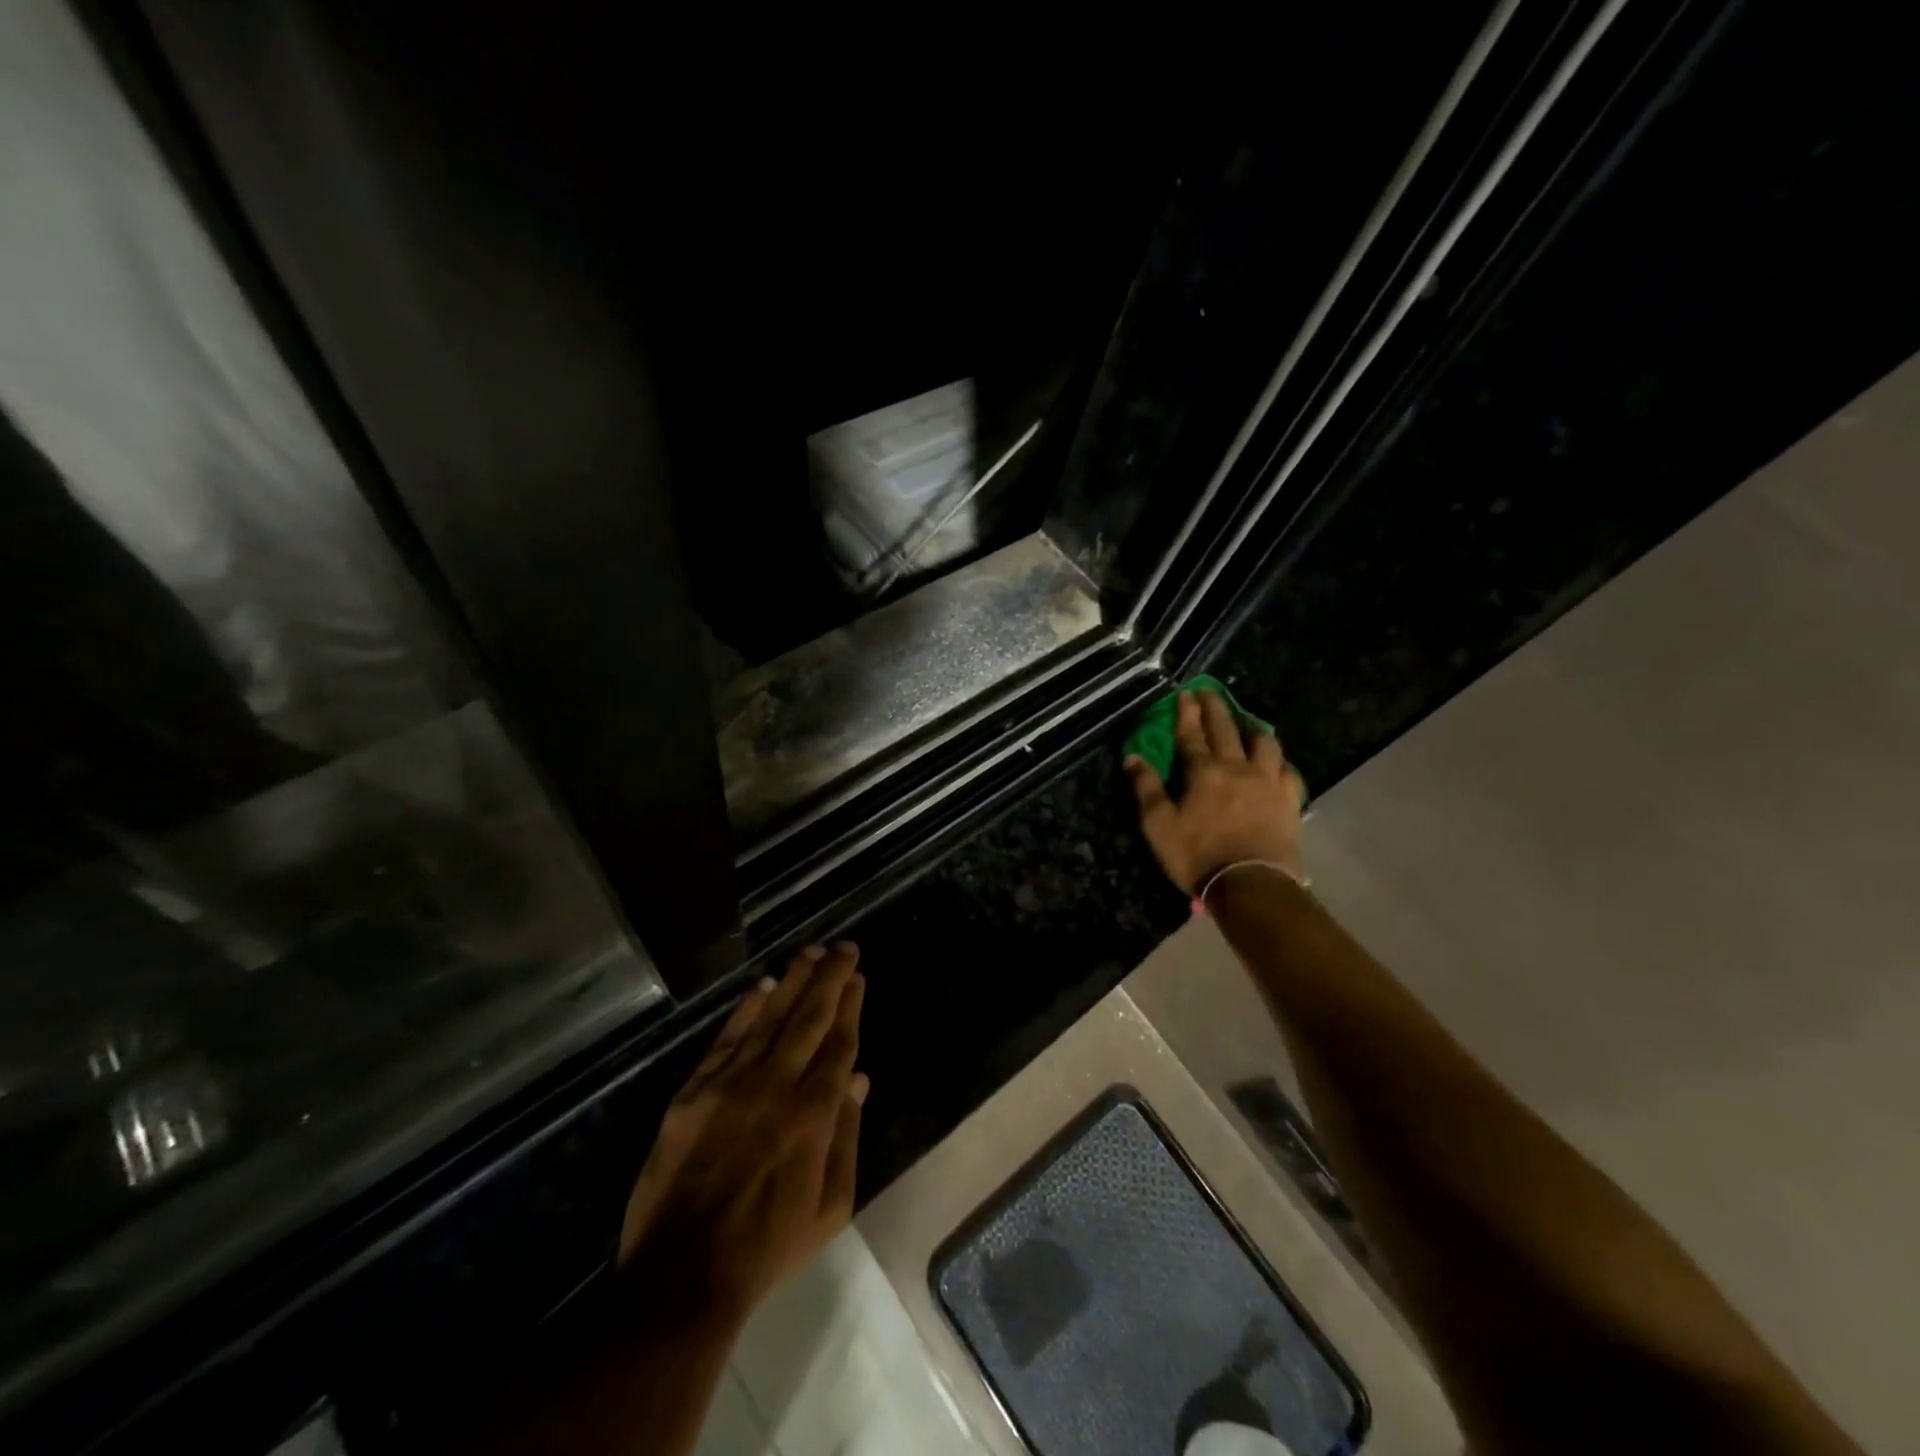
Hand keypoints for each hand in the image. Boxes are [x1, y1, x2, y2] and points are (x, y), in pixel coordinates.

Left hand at [617, 943, 867, 1328]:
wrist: (681, 1277)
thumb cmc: (767, 1247)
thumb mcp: (830, 1208)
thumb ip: (847, 1137)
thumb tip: (859, 1080)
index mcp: (813, 1115)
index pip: (839, 1042)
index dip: (850, 1005)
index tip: (857, 976)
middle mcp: (776, 1086)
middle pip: (809, 1018)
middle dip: (830, 977)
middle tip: (844, 946)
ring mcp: (731, 1085)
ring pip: (770, 1017)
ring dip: (794, 980)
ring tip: (812, 951)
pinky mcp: (694, 1092)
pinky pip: (727, 1038)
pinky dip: (747, 1008)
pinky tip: (764, 984)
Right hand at [1125, 689, 1304, 894]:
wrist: (1251, 884)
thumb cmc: (1198, 855)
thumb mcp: (1159, 825)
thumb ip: (1146, 788)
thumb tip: (1132, 757)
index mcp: (1204, 771)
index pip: (1191, 734)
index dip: (1186, 712)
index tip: (1185, 692)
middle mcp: (1238, 768)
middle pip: (1227, 729)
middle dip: (1215, 708)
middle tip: (1209, 692)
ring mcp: (1268, 782)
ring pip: (1265, 743)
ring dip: (1253, 729)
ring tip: (1247, 725)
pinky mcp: (1289, 801)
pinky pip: (1287, 772)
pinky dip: (1279, 762)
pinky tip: (1276, 763)